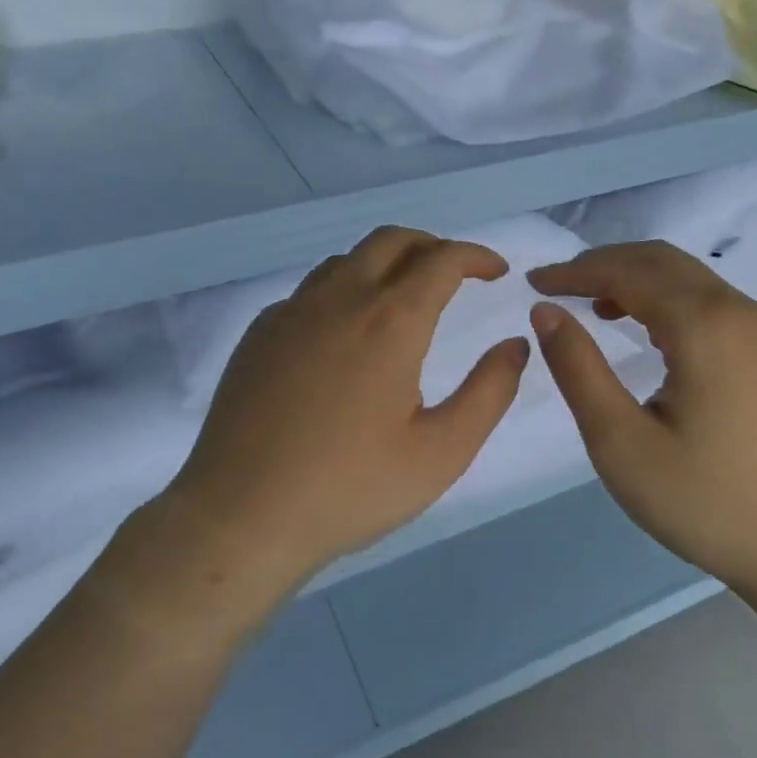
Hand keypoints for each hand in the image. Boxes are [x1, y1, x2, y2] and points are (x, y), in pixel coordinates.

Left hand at [149, 227, 529, 595]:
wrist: (241, 516)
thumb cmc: (351, 488)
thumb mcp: (442, 452)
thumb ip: (489, 392)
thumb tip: (515, 344)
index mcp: (390, 321)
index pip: (442, 260)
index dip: (476, 256)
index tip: (496, 270)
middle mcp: (339, 299)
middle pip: (391, 241)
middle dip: (432, 245)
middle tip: (455, 273)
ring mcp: (291, 313)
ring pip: (346, 260)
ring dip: (385, 264)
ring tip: (404, 298)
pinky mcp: (259, 334)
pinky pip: (310, 291)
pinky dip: (343, 291)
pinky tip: (344, 334)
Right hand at [526, 241, 756, 594]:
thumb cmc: (706, 502)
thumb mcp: (621, 442)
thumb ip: (578, 368)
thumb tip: (546, 311)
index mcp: (703, 324)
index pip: (626, 271)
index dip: (574, 272)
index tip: (532, 284)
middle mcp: (738, 311)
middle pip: (661, 261)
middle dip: (603, 264)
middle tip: (557, 287)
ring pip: (689, 279)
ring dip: (636, 280)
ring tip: (592, 305)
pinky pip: (710, 303)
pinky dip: (667, 300)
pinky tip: (647, 331)